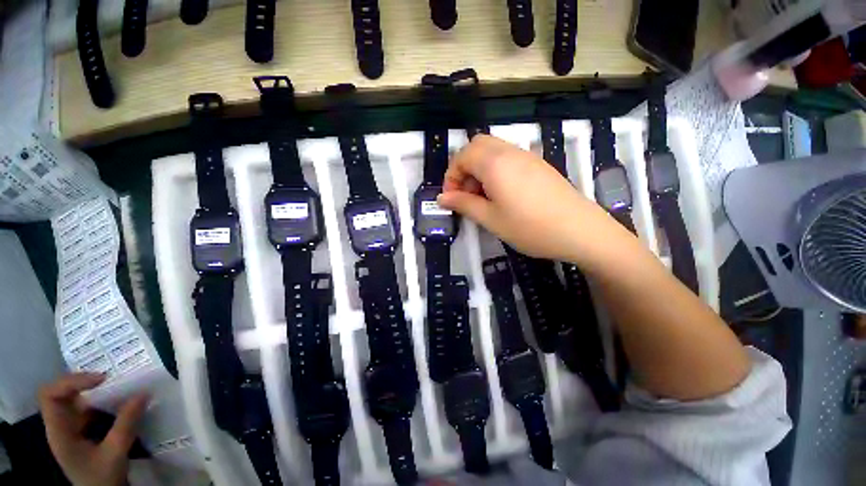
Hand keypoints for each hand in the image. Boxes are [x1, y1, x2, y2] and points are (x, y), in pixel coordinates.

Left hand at [38, 373, 148, 485]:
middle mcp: (60, 426)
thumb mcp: (115, 454)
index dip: (72, 382)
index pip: (51, 396)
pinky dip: (102, 400)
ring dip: (95, 390)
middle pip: (62, 393)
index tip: (101, 379)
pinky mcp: (82, 431)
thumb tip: (143, 393)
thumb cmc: (102, 479)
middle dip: (85, 382)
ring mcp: (70, 428)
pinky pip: (87, 408)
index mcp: (59, 431)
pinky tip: (119, 400)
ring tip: (119, 385)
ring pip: (76, 399)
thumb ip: (126, 424)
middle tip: (112, 378)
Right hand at [438, 135, 618, 262]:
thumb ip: (463, 204)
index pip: (462, 156)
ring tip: (483, 197)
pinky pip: (508, 158)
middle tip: (466, 194)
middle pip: (477, 146)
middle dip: (464, 167)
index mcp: (494, 163)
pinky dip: (495, 170)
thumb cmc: (529, 227)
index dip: (451, 176)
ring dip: (479, 169)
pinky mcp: (538, 164)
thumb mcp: (490, 219)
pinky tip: (502, 195)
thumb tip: (442, 198)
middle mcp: (510, 152)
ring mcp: (527, 156)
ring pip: (493, 150)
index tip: (451, 198)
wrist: (579, 230)